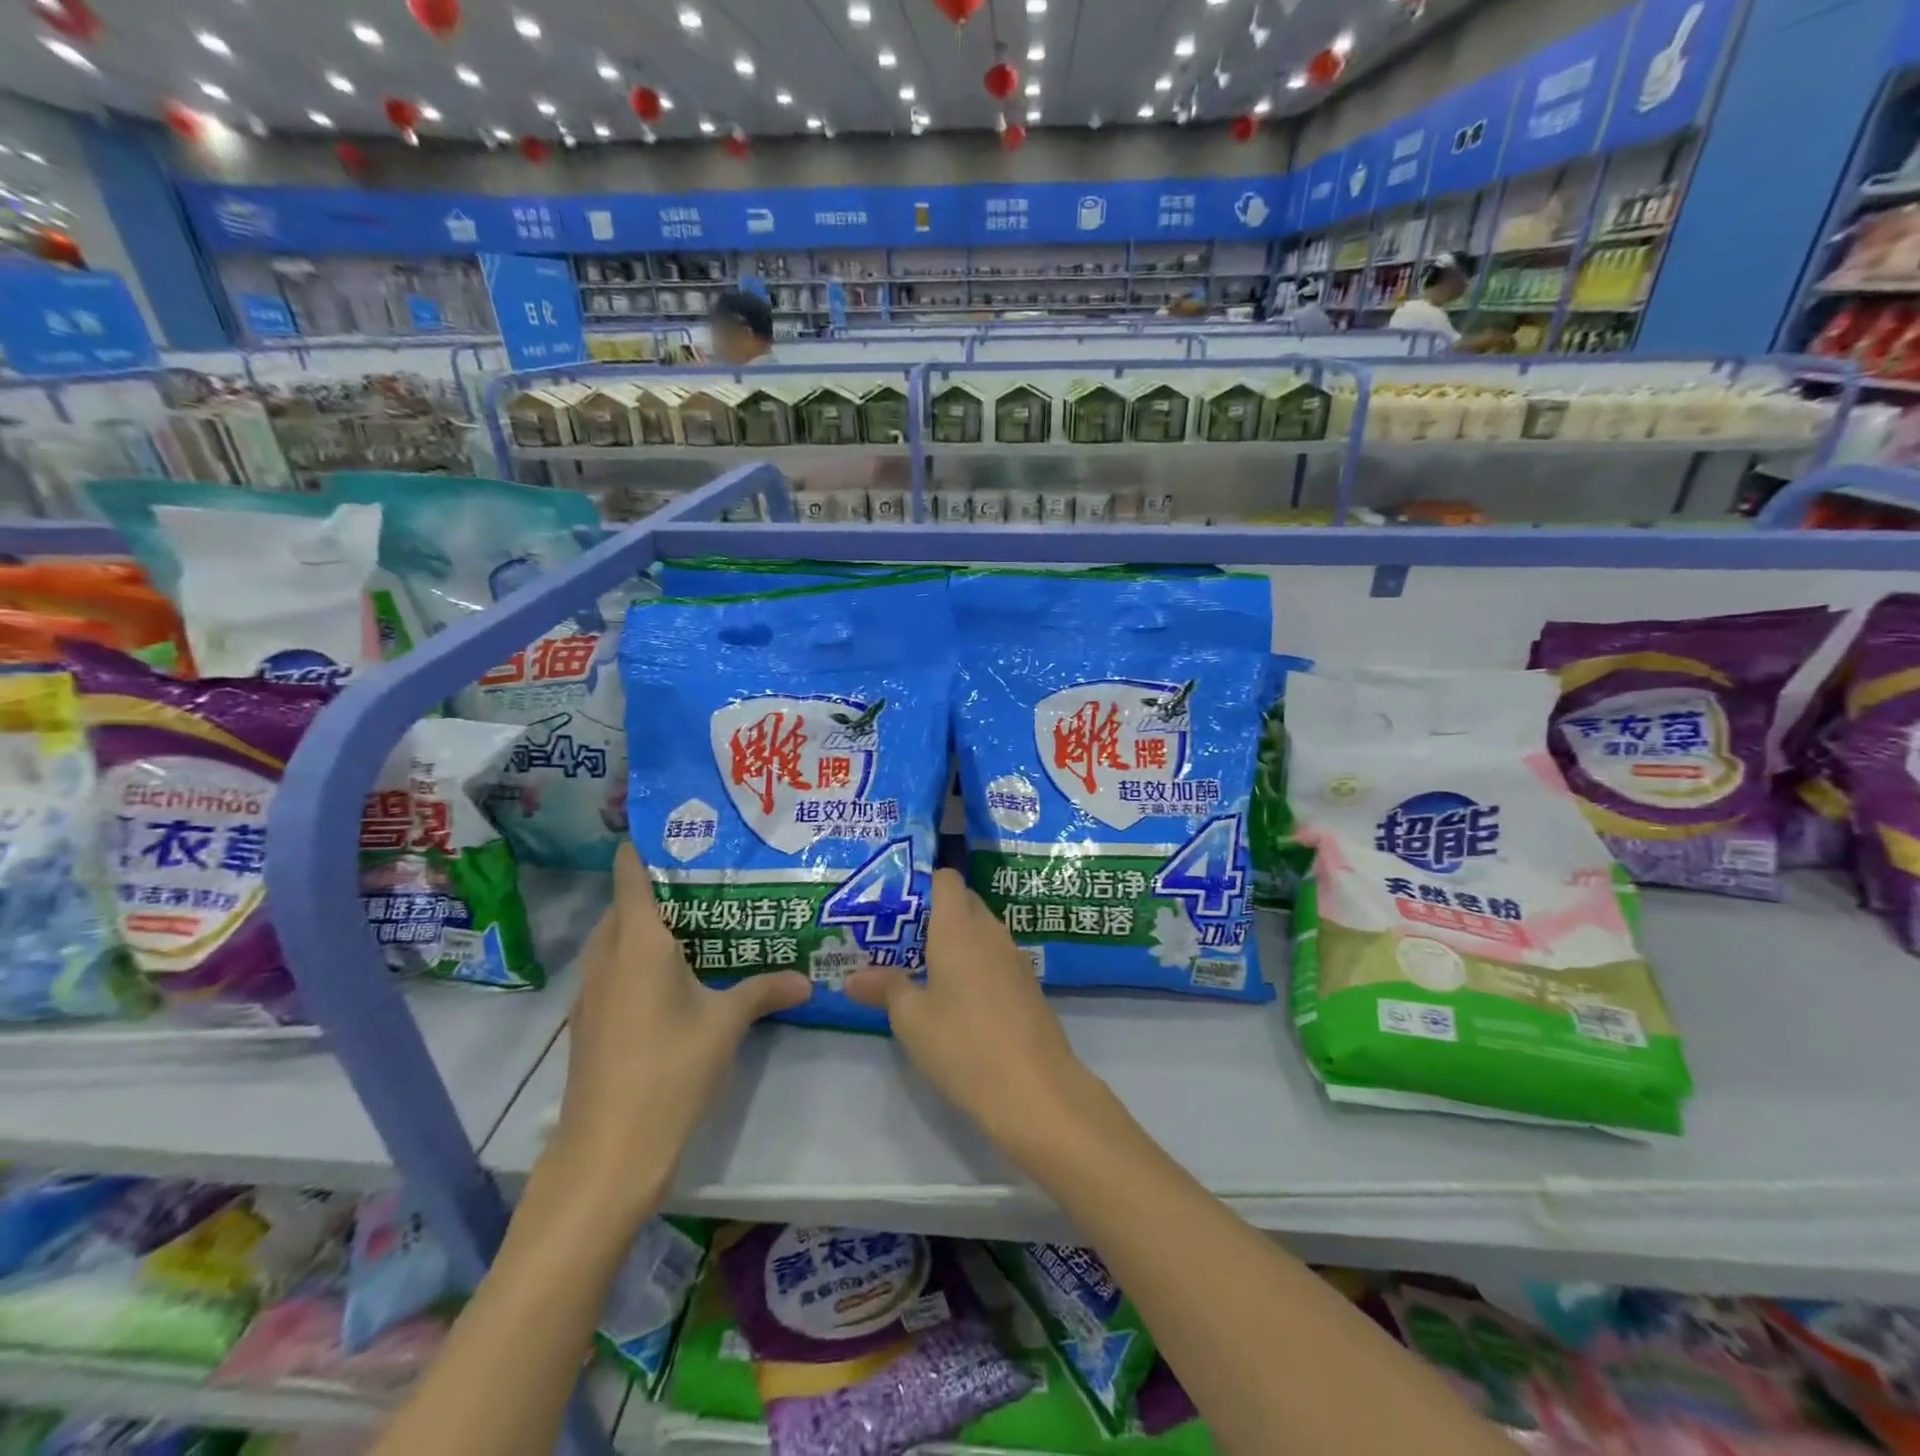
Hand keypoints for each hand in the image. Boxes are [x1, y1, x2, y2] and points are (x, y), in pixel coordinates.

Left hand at [547, 843, 810, 1217]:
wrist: (607, 1154)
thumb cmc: (669, 1072)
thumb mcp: (726, 1025)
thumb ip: (765, 991)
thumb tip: (808, 978)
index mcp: (638, 943)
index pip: (631, 874)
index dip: (648, 846)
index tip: (683, 829)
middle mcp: (607, 957)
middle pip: (625, 903)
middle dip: (660, 885)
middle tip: (712, 875)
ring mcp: (592, 991)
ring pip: (617, 937)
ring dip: (649, 923)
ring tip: (701, 917)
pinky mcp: (591, 1021)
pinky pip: (615, 968)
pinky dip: (640, 956)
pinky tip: (678, 973)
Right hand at [846, 869, 1099, 1161]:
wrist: (1035, 1090)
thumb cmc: (963, 1044)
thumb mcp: (911, 1019)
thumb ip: (884, 988)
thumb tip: (852, 978)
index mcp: (959, 927)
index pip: (946, 879)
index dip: (923, 881)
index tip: (896, 901)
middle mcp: (990, 932)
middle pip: (964, 902)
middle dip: (934, 913)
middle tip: (900, 938)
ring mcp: (1014, 958)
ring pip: (981, 932)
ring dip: (956, 941)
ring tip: (922, 967)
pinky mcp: (1028, 986)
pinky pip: (995, 958)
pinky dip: (975, 964)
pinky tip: (958, 998)